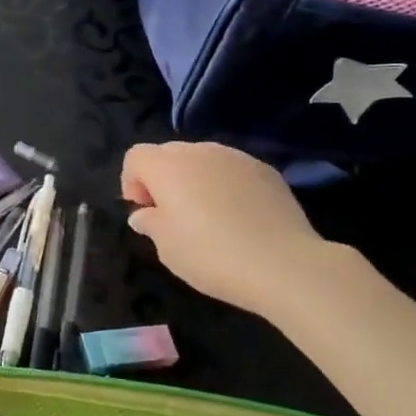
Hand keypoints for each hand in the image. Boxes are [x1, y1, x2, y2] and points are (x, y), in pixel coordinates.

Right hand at [120, 142, 346, 315]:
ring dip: (195, 179)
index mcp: (168, 167)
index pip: (136, 156)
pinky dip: (226, 185)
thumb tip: (145, 214)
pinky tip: (239, 218)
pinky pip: (233, 170)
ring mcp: (236, 158)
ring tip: (208, 216)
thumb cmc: (212, 255)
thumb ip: (150, 223)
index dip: (132, 182)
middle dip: (162, 178)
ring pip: (203, 159)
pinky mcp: (266, 170)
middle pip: (168, 153)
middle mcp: (200, 151)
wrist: (283, 264)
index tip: (145, 212)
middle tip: (172, 214)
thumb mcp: (167, 248)